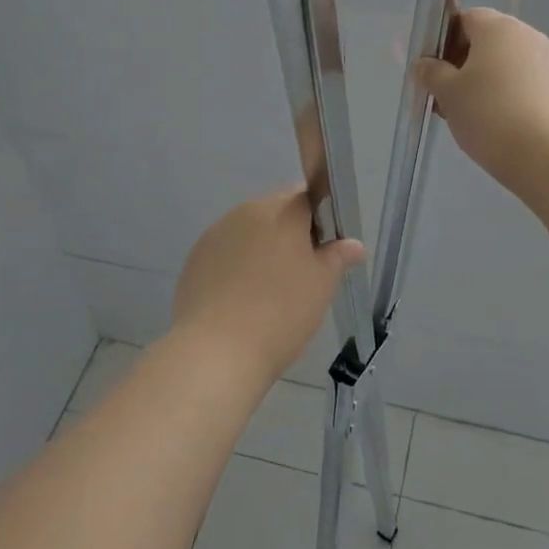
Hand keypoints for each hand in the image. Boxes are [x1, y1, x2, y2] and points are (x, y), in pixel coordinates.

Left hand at [170, 189, 364, 381]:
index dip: (320, 218)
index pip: (307, 197)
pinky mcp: (195, 258)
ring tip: (269, 289)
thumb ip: (337, 257)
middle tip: (302, 273)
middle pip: (276, 211)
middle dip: (290, 233)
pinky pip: (226, 252)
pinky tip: (241, 298)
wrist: (217, 351)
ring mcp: (216, 234)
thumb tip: (353, 244)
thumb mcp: (321, 286)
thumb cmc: (281, 313)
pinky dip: (237, 265)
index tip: (325, 249)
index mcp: (281, 211)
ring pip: (248, 231)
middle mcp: (246, 212)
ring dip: (262, 248)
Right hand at [416, 8, 548, 190]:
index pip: (466, 18)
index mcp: (498, 28)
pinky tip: (503, 128)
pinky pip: (528, 86)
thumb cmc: (491, 116)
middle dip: (465, 65)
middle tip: (449, 98)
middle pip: (489, 42)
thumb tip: (425, 63)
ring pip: (509, 66)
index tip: (435, 71)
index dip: (446, 41)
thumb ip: (432, 74)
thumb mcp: (448, 95)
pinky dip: (512, 98)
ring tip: (474, 119)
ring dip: (488, 84)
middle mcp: (529, 36)